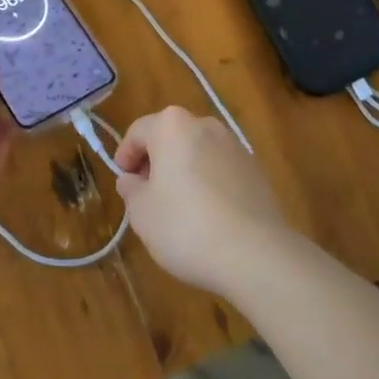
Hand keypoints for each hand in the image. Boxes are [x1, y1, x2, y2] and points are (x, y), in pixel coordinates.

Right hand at [113, 106, 290, 296]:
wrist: (255, 253)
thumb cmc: (186, 226)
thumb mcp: (142, 213)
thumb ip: (131, 190)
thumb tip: (131, 180)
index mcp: (171, 126)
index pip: (138, 132)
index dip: (125, 156)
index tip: (123, 181)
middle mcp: (204, 125)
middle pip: (170, 137)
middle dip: (155, 162)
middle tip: (146, 195)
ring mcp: (234, 145)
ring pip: (196, 152)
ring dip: (183, 171)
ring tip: (178, 208)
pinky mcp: (255, 168)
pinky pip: (220, 169)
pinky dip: (208, 182)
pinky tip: (207, 215)